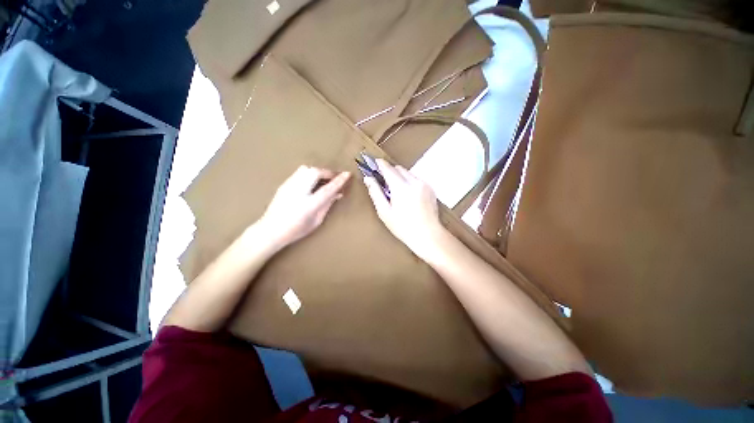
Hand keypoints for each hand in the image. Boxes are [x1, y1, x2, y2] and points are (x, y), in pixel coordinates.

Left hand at [259, 165, 349, 249]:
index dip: (339, 180)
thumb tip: (338, 194)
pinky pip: (299, 173)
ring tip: (323, 179)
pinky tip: (311, 182)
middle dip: (327, 172)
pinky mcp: (284, 184)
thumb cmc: (296, 230)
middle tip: (334, 178)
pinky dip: (309, 174)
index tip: (347, 174)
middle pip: (316, 173)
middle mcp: (299, 192)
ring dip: (318, 172)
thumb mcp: (316, 221)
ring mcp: (290, 186)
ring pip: (306, 169)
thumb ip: (327, 205)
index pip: (328, 189)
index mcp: (309, 204)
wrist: (270, 230)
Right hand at [363, 159, 445, 256]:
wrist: (428, 235)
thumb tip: (368, 179)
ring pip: (408, 173)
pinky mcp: (430, 188)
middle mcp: (414, 182)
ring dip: (400, 177)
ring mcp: (424, 184)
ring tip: (397, 192)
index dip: (379, 164)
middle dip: (390, 172)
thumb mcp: (385, 212)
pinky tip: (408, 196)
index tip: (374, 162)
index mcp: (401, 188)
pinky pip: (416, 179)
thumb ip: (375, 193)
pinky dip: (409, 182)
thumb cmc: (404, 227)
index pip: (388, 169)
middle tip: (384, 183)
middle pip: (398, 169)